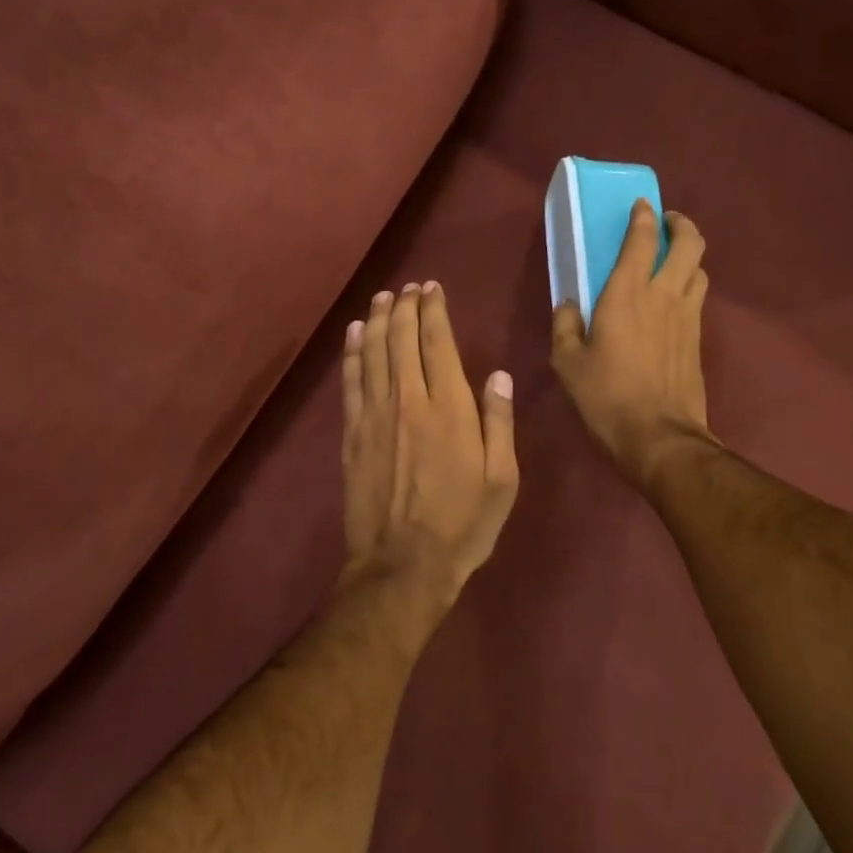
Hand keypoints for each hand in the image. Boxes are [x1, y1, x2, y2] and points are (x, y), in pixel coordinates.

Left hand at [341, 282, 519, 605]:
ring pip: (375, 353)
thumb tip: (498, 374)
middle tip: (408, 287)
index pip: (438, 343)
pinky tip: (355, 334)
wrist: (403, 564)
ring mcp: (375, 416)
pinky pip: (351, 382)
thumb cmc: (463, 524)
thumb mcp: (502, 479)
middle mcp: (410, 400)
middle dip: (406, 307)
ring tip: (383, 297)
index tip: (432, 289)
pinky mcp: (352, 434)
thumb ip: (499, 422)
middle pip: (403, 340)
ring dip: (379, 320)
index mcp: (450, 408)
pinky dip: (353, 353)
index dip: (434, 311)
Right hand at [552, 200, 713, 490]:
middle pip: (690, 244)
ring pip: (700, 270)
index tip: (642, 205)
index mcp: (627, 295)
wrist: (659, 436)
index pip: (642, 241)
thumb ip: (565, 326)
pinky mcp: (698, 339)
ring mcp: (688, 317)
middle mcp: (663, 296)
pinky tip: (674, 299)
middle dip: (681, 225)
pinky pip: (698, 298)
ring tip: (672, 259)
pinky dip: (690, 285)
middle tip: (667, 223)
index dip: (643, 217)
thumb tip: (568, 304)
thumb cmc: (606, 396)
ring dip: (689, 255)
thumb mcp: (568, 363)